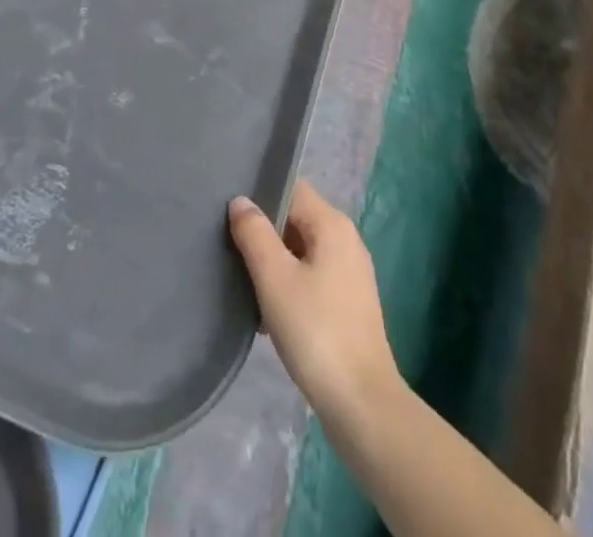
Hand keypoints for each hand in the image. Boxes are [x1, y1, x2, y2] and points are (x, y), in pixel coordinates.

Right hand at [228, 180, 402, 422]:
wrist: (362, 404)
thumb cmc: (315, 331)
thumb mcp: (275, 279)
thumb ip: (254, 234)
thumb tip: (240, 201)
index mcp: (332, 223)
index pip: (291, 188)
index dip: (261, 195)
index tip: (231, 214)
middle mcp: (346, 239)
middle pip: (296, 218)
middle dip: (265, 233)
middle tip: (231, 250)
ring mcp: (351, 272)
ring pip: (302, 250)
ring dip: (275, 263)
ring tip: (245, 283)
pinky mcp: (350, 302)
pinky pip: (312, 276)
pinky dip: (291, 285)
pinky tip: (269, 314)